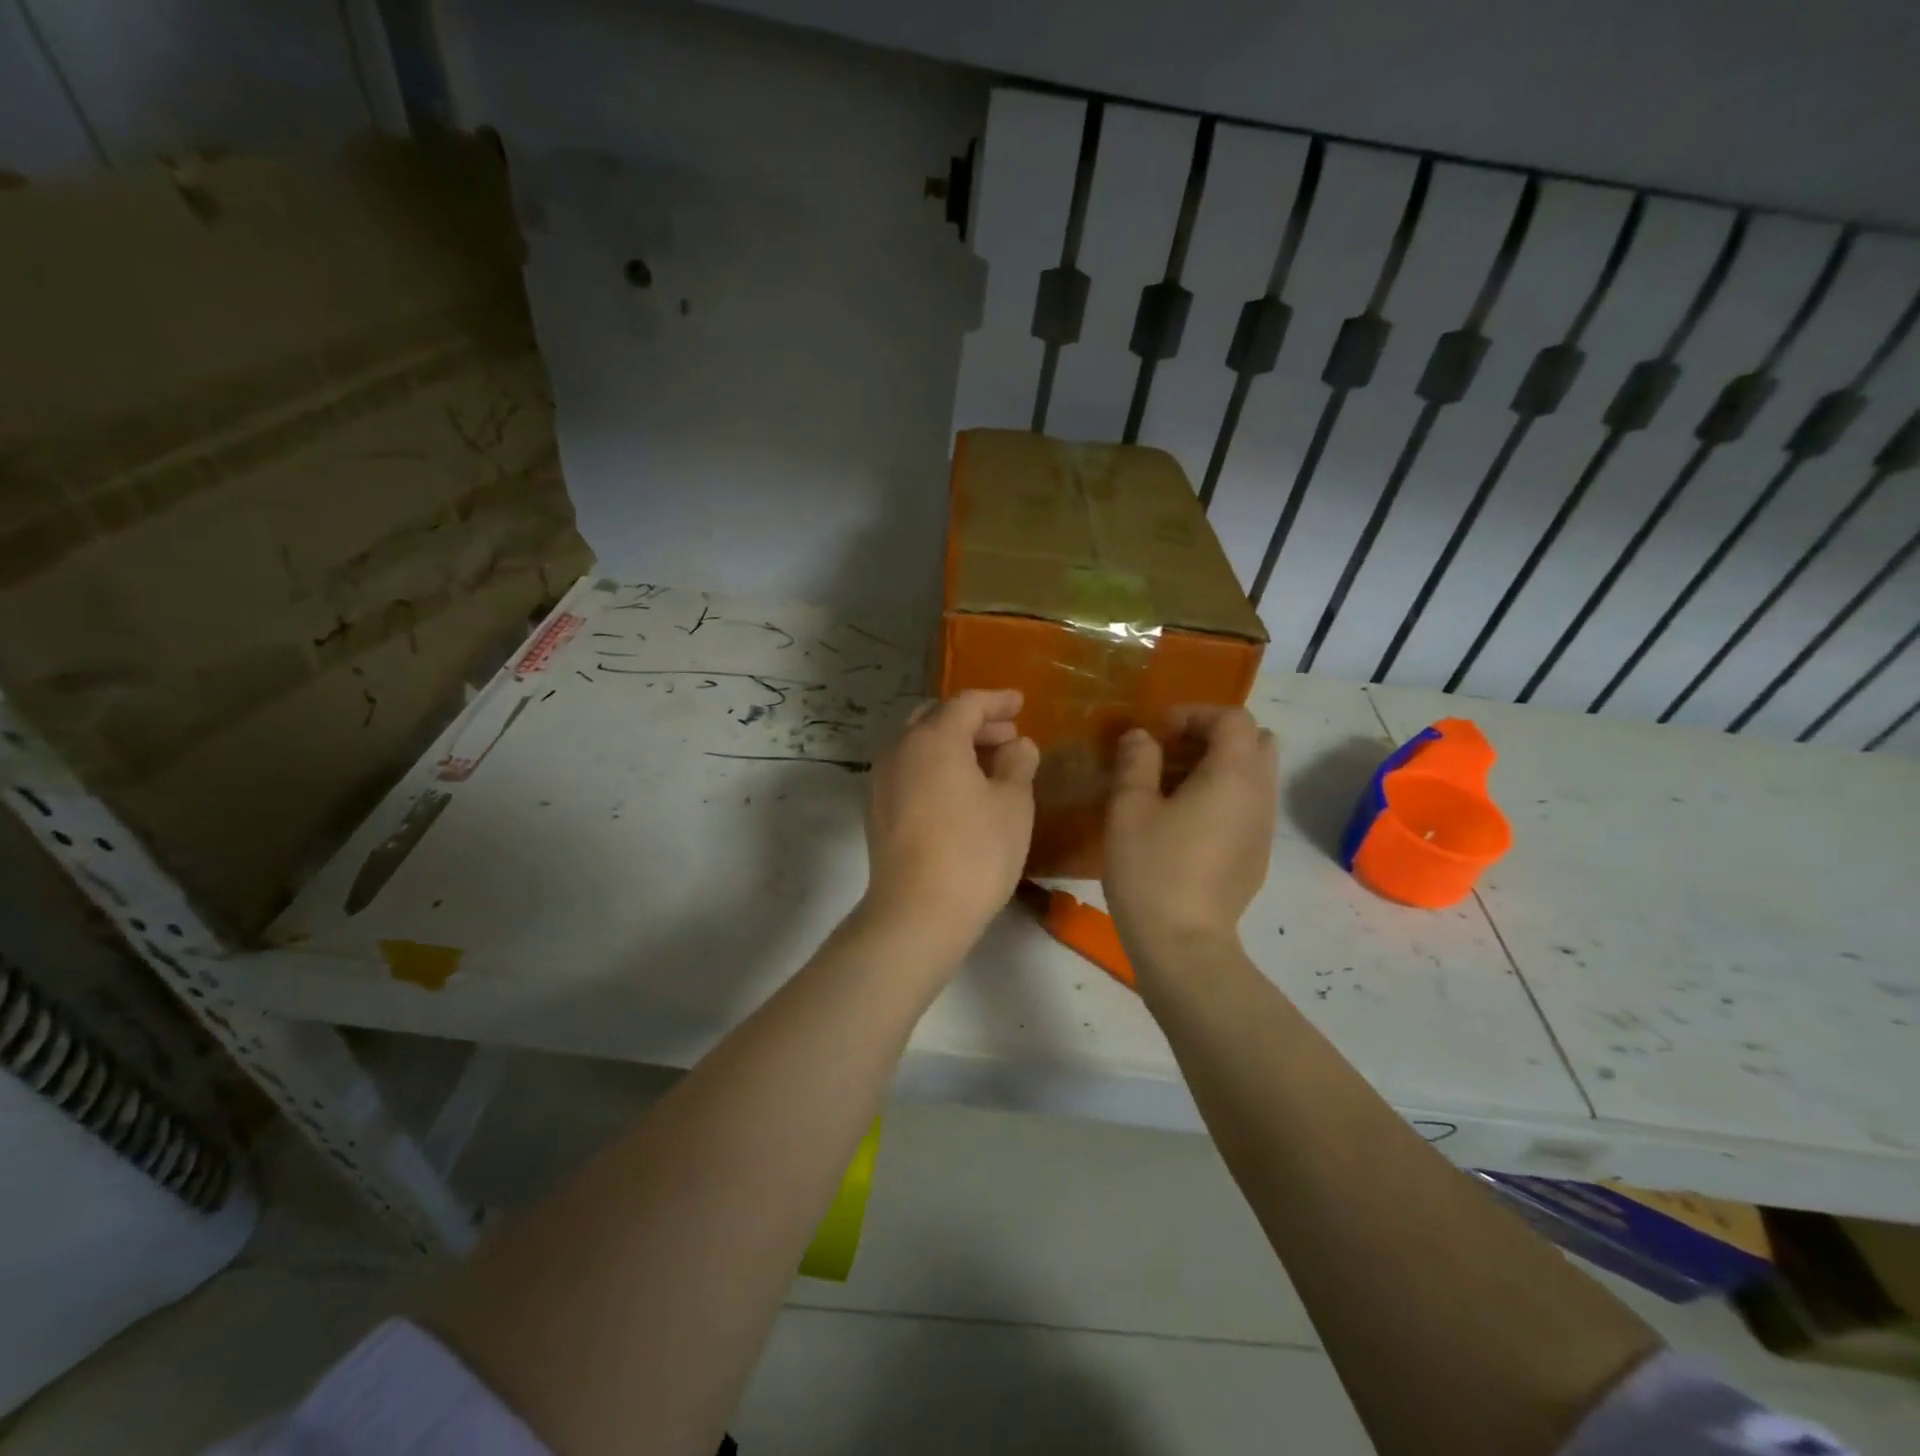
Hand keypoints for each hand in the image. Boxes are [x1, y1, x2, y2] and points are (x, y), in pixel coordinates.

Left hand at [862, 689, 1038, 956]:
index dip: (997, 701)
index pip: (966, 703)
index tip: (1021, 703)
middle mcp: (900, 749)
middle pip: (936, 718)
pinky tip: (961, 790)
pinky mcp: (878, 809)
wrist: (917, 913)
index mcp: (933, 738)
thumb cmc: (974, 853)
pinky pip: (910, 770)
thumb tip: (1018, 745)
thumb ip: (1018, 764)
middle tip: (1008, 735)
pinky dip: (936, 766)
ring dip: (953, 744)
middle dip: (974, 722)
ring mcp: (882, 780)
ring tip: (989, 764)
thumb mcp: (1012, 804)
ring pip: (919, 744)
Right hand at [1104, 706, 1277, 964]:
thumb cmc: (1152, 868)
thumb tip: (1142, 737)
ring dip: (1218, 767)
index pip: (1234, 718)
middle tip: (1172, 753)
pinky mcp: (1257, 856)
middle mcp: (1260, 795)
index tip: (1158, 732)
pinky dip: (1223, 796)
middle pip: (1256, 742)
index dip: (1195, 714)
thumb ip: (1136, 761)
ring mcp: (1263, 828)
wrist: (1183, 943)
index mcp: (1234, 775)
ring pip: (1254, 776)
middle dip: (1214, 736)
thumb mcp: (1129, 807)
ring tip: (1171, 788)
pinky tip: (1184, 823)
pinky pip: (1248, 806)